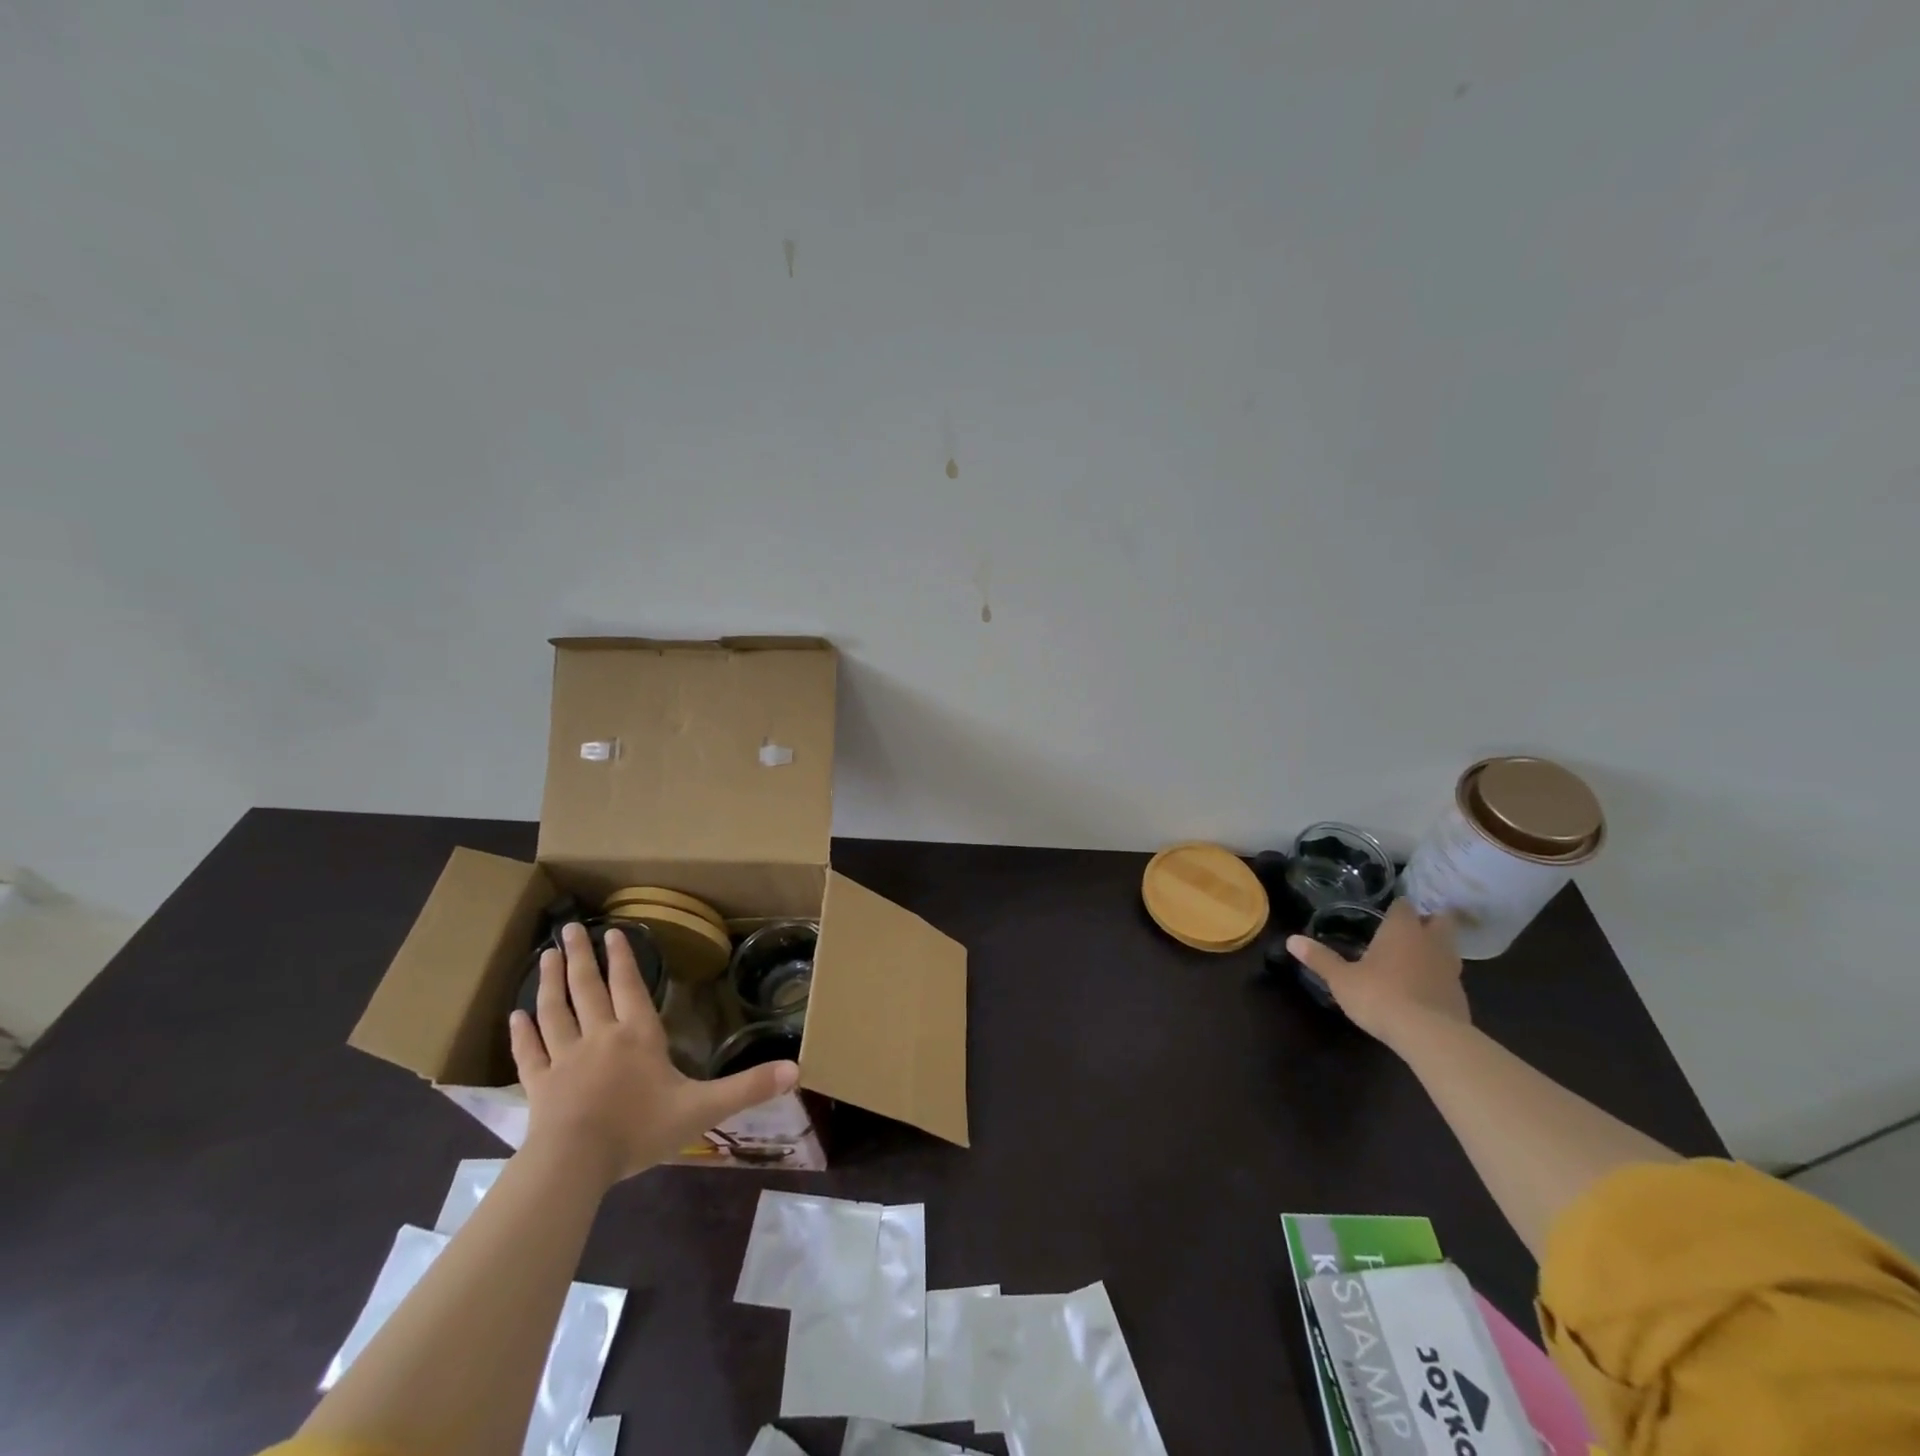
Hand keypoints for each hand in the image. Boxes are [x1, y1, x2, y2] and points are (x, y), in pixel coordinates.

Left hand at [509, 922, 799, 1185]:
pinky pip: (529, 1053)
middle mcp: (599, 1037)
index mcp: (638, 1036)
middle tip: (567, 929)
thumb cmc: (640, 1130)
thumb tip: (798, 1070)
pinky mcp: (538, 1086)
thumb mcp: (703, 1108)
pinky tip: (514, 1016)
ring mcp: (564, 1060)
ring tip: (544, 957)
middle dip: (580, 957)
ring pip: (555, 1011)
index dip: (622, 958)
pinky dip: (521, 1034)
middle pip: (587, 989)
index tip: (612, 930)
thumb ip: (748, 1088)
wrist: (575, 1164)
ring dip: (549, 982)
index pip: (629, 987)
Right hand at [1287, 899, 1468, 1050]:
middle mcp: (1431, 942)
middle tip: (1409, 930)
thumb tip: (1292, 939)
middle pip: (1440, 920)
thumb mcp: (1342, 979)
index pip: (1405, 906)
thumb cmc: (1380, 996)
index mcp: (1403, 930)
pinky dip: (1439, 978)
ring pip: (1448, 949)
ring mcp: (1451, 969)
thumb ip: (1320, 958)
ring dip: (1436, 950)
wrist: (1430, 1036)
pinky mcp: (1460, 996)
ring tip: (1414, 960)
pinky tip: (1422, 991)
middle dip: (1428, 922)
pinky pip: (1450, 977)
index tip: (1386, 914)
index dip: (1397, 908)